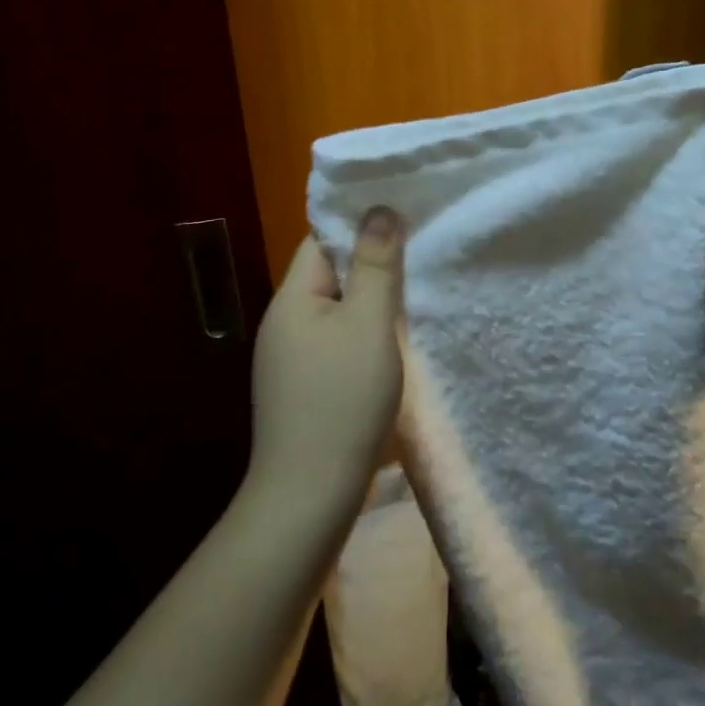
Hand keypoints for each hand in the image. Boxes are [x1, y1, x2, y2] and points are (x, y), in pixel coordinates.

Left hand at [248, 208, 405, 512]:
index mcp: (291, 299)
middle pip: (329, 277)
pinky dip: (363, 340)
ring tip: (415, 301)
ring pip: (336, 314)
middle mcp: (283, 324)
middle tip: (421, 259)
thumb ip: (376, 266)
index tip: (404, 219)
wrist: (310, 495)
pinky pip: (336, 346)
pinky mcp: (302, 390)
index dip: (359, 226)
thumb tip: (379, 209)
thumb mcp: (368, 324)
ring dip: (369, 307)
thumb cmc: (342, 400)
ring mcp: (289, 361)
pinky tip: (391, 350)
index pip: (321, 240)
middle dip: (371, 267)